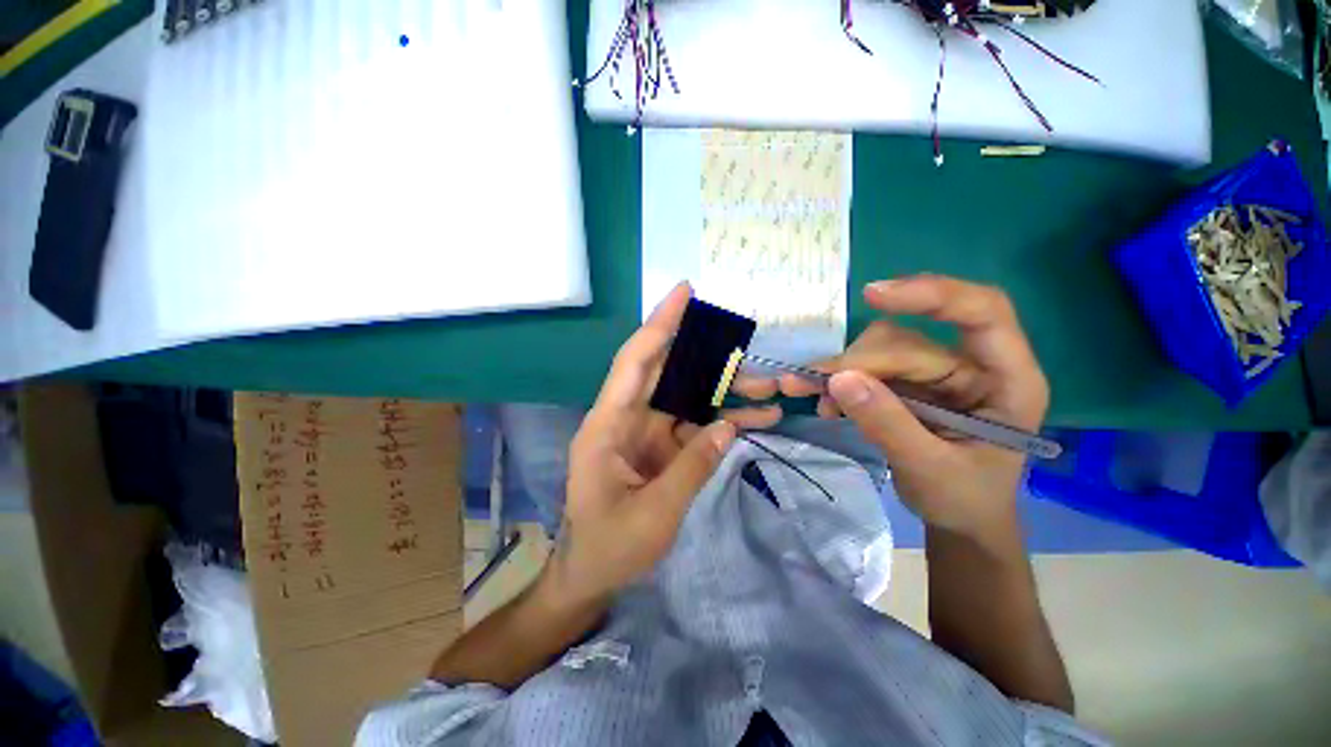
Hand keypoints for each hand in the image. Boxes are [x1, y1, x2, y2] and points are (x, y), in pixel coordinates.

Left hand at [546, 283, 780, 604]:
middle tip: (747, 347)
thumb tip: (729, 426)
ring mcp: (646, 432)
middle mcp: (626, 419)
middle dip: (709, 358)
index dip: (660, 324)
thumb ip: (693, 467)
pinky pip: (694, 425)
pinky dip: (723, 420)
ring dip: (725, 391)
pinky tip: (756, 418)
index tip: (685, 292)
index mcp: (608, 425)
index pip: (636, 361)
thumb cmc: (608, 547)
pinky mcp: (661, 448)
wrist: (589, 575)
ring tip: (769, 387)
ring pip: (688, 397)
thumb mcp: (654, 514)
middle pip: (669, 373)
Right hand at [771, 275, 1048, 540]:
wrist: (958, 520)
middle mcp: (970, 366)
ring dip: (842, 371)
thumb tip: (839, 378)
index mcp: (1007, 380)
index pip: (982, 312)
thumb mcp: (930, 469)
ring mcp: (935, 374)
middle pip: (906, 341)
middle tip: (812, 385)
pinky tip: (826, 404)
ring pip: (880, 351)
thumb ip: (888, 424)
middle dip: (857, 363)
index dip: (932, 295)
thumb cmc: (964, 500)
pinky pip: (867, 370)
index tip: (872, 296)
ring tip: (814, 397)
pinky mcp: (907, 385)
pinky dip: (841, 384)